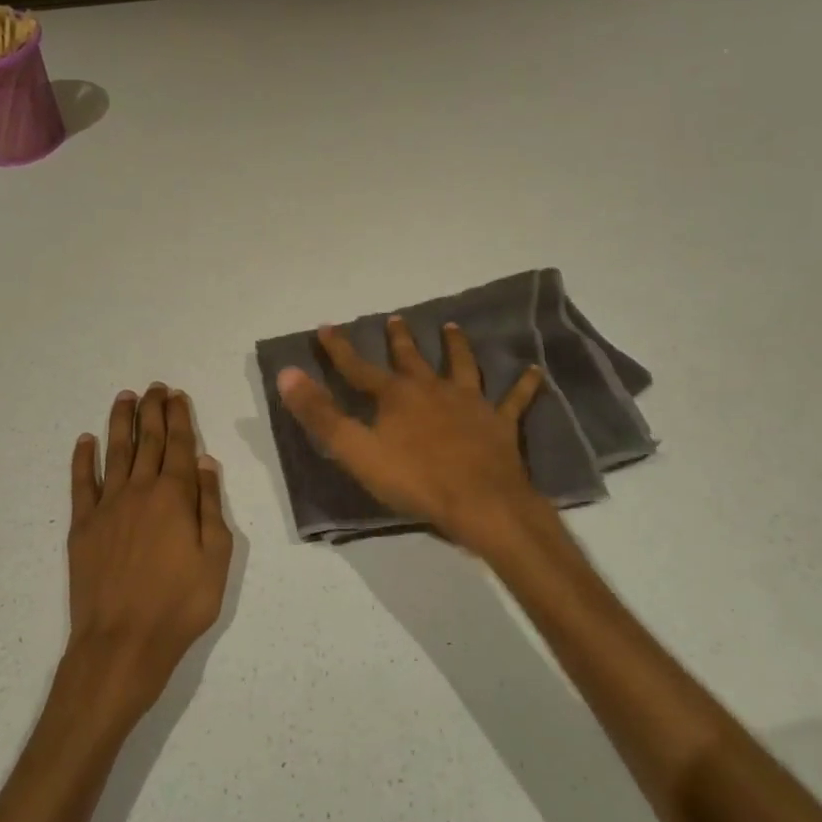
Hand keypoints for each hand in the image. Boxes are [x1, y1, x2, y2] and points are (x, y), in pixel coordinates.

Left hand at [67, 384, 233, 716]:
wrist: (122, 642)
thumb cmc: (181, 604)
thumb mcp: (217, 557)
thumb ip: (210, 505)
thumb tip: (205, 462)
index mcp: (175, 497)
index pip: (179, 445)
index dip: (178, 417)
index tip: (175, 395)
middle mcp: (140, 491)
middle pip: (147, 442)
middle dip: (152, 411)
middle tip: (153, 387)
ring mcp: (107, 507)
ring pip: (115, 453)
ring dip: (120, 423)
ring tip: (124, 398)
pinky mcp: (82, 527)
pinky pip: (81, 484)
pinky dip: (83, 460)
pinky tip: (85, 441)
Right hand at [277, 318, 550, 553]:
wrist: (480, 503)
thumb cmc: (414, 480)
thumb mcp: (356, 451)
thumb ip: (321, 414)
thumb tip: (287, 374)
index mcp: (396, 397)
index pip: (358, 368)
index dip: (339, 349)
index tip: (326, 327)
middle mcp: (432, 390)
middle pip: (412, 359)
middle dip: (400, 339)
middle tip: (396, 318)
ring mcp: (470, 403)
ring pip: (463, 366)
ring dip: (456, 346)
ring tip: (453, 326)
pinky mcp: (500, 423)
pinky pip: (514, 399)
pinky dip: (524, 384)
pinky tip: (534, 370)